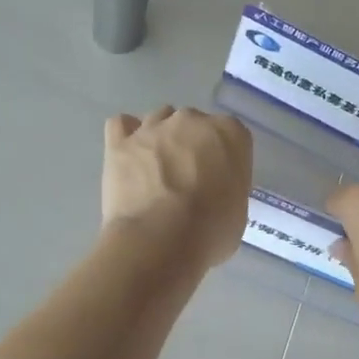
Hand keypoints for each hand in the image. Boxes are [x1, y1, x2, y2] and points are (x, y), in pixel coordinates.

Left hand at [102, 107, 251, 269]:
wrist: (160, 239)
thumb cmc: (210, 231)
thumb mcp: (238, 210)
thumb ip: (227, 186)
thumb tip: (212, 190)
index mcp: (229, 133)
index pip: (232, 135)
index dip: (224, 159)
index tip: (219, 181)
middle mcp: (191, 120)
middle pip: (194, 123)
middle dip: (191, 145)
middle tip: (188, 179)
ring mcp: (153, 127)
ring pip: (159, 119)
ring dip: (160, 138)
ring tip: (156, 169)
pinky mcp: (120, 142)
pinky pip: (121, 125)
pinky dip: (125, 135)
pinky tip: (130, 155)